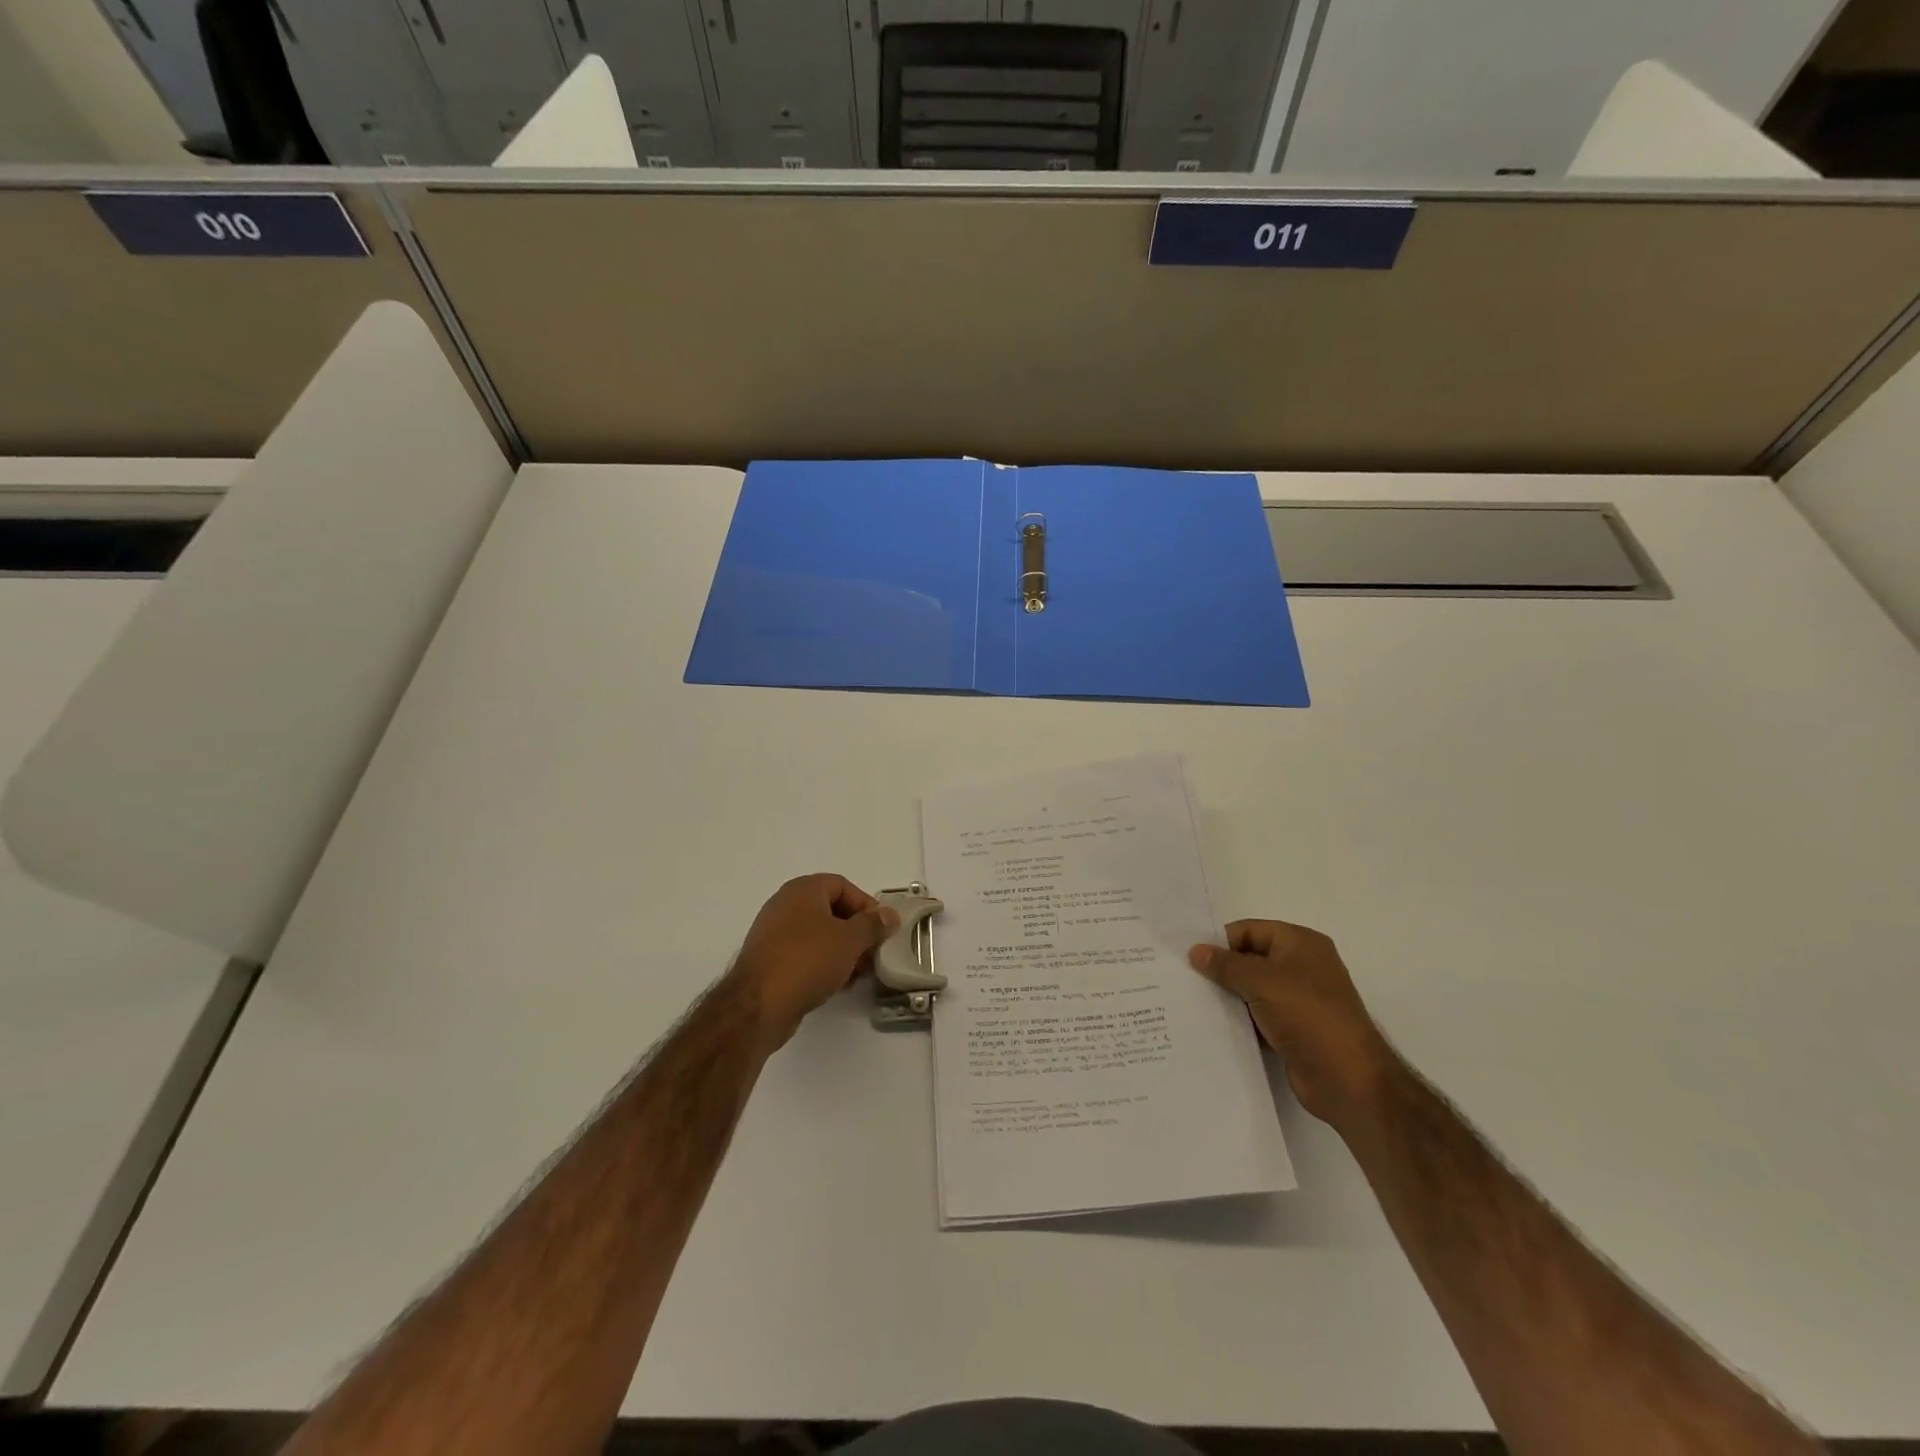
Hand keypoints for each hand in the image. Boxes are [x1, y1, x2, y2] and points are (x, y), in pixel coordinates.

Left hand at [728, 875, 899, 1052]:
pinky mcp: (770, 961)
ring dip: (842, 951)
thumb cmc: (808, 960)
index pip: (842, 885)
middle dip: (856, 931)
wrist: (758, 1005)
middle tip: (871, 953)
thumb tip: (889, 914)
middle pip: (831, 910)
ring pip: (818, 935)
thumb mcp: (850, 940)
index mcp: (803, 890)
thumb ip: (873, 925)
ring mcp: (774, 933)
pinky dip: (823, 964)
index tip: (880, 929)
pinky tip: (836, 984)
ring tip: (857, 973)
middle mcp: (785, 905)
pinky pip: (804, 954)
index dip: (865, 905)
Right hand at [1189, 919, 1396, 1130]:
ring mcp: (1300, 1000)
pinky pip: (1259, 1016)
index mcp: (1301, 943)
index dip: (1221, 941)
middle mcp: (1302, 966)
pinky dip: (1241, 1020)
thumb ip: (1225, 964)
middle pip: (1251, 959)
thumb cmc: (1306, 1016)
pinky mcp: (1295, 1030)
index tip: (1189, 958)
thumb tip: (1196, 951)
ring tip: (1193, 1002)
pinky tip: (1214, 1026)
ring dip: (1229, 997)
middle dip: (1221, 969)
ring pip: (1253, 990)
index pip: (1250, 930)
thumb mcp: (1260, 981)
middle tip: (1185, 979)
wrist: (1347, 1079)